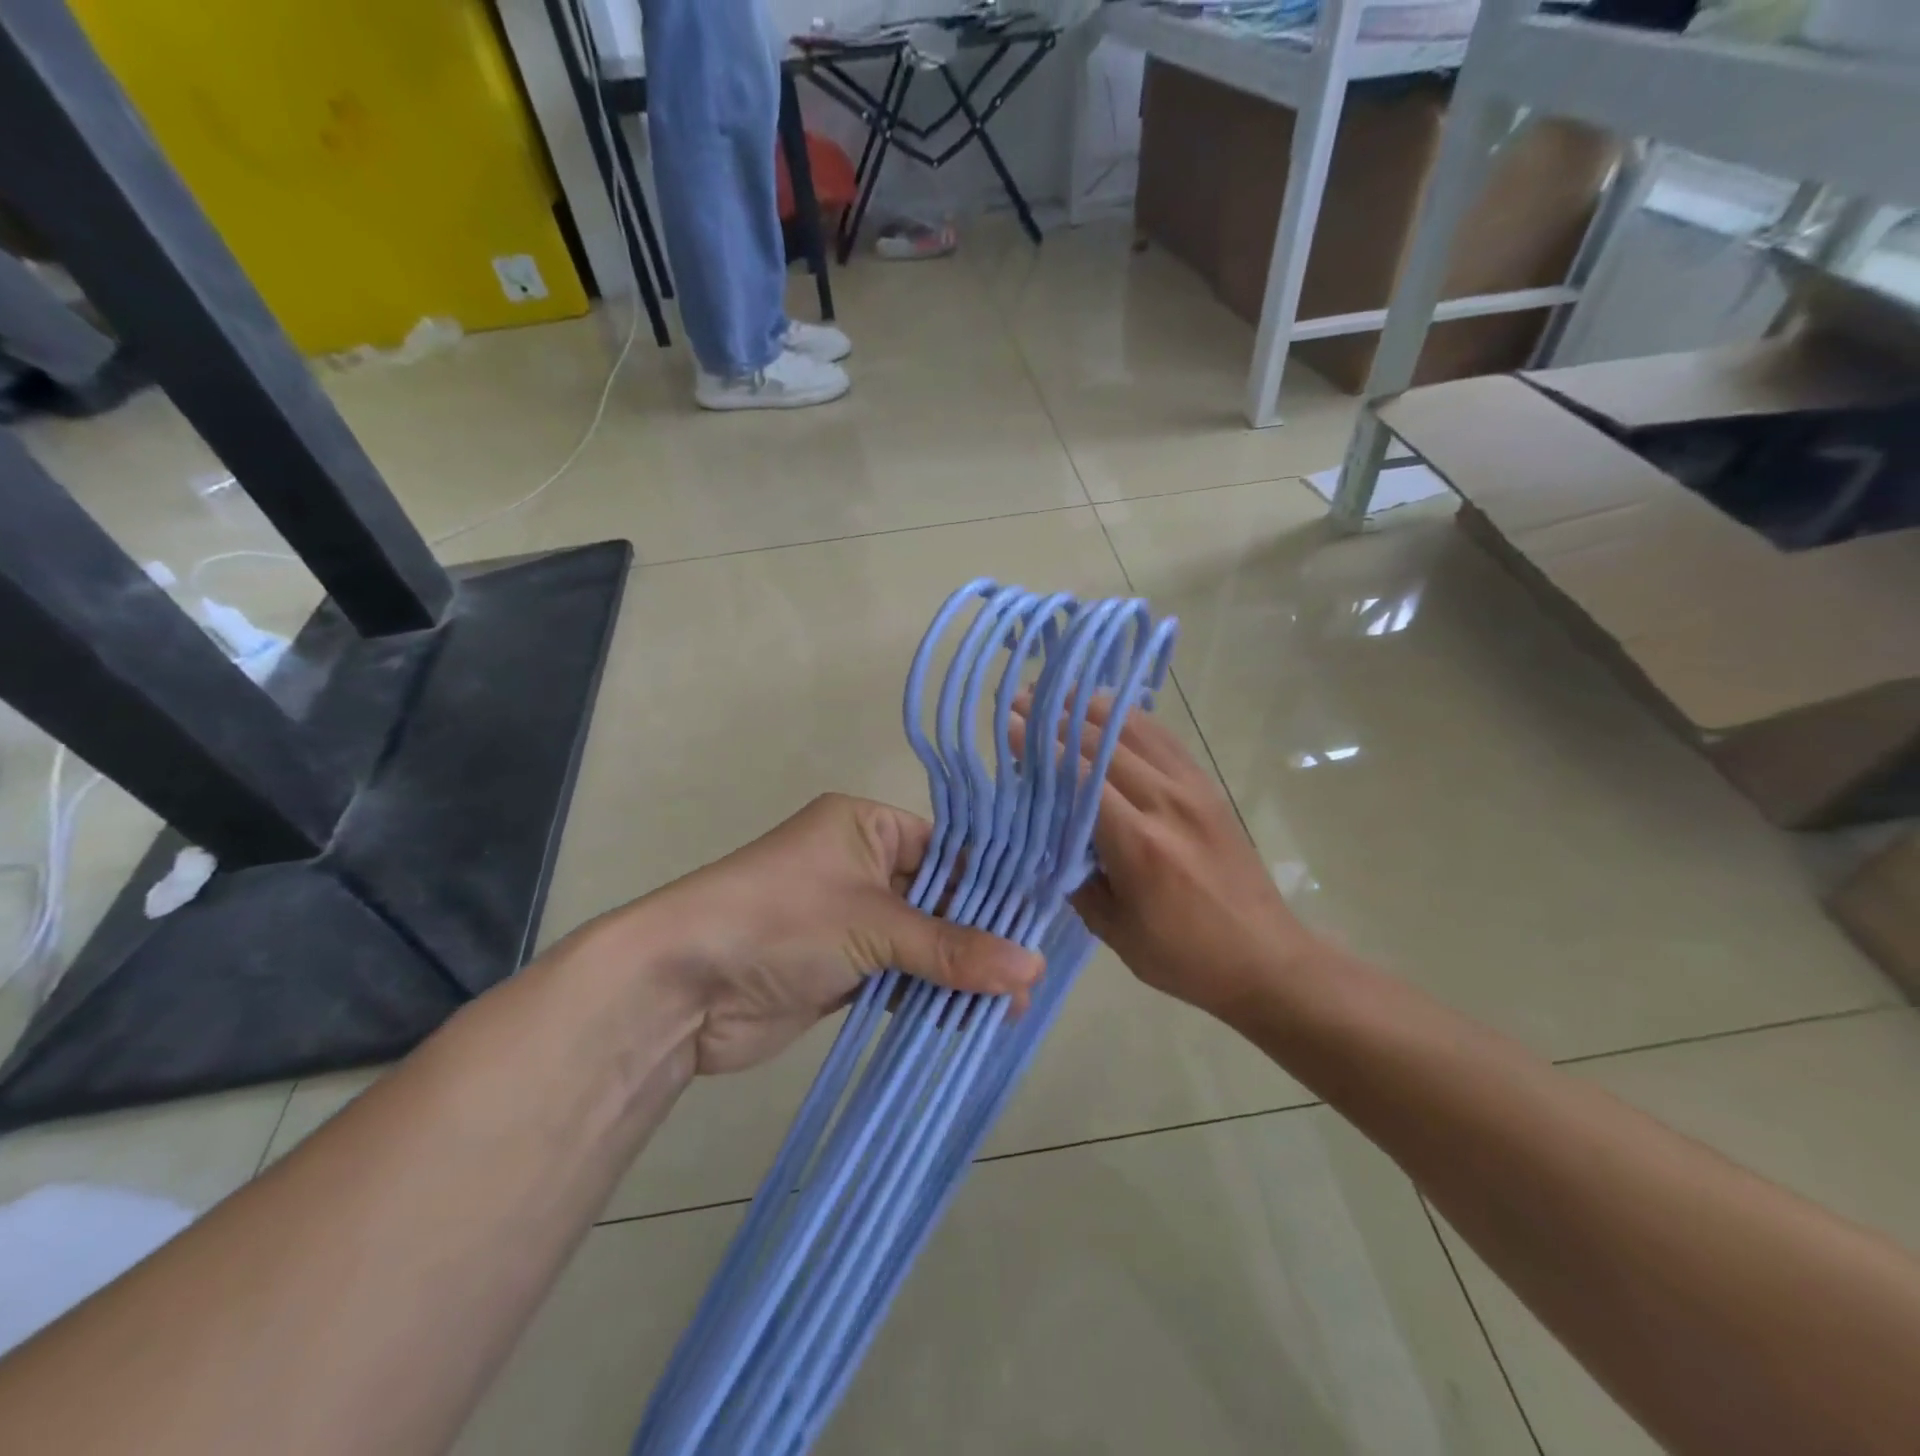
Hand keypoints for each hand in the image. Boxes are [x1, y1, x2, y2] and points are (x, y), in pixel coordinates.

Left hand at [631, 794, 1041, 1075]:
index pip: (949, 848)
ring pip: (921, 941)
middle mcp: (862, 864)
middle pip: (939, 897)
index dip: (993, 885)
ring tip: (1008, 1010)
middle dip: (979, 938)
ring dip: (956, 973)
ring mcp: (850, 918)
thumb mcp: (873, 924)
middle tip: (1027, 983)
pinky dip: (926, 995)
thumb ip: (952, 948)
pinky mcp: (841, 966)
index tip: (1039, 924)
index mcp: (867, 826)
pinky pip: (898, 974)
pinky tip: (964, 1019)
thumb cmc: (780, 921)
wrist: (681, 986)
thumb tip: (1033, 969)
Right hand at [1019, 697, 1321, 1022]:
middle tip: (1023, 700)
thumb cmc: (1182, 956)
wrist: (1265, 958)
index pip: (1079, 778)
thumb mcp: (1113, 929)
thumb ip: (1075, 876)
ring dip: (1095, 709)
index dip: (1041, 747)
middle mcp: (1166, 803)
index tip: (1010, 724)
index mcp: (1138, 843)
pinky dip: (1134, 719)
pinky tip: (1112, 710)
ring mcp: (1193, 789)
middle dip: (1059, 719)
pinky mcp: (1208, 788)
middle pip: (1104, 744)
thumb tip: (1048, 833)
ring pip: (1137, 731)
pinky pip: (1166, 740)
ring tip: (1061, 694)